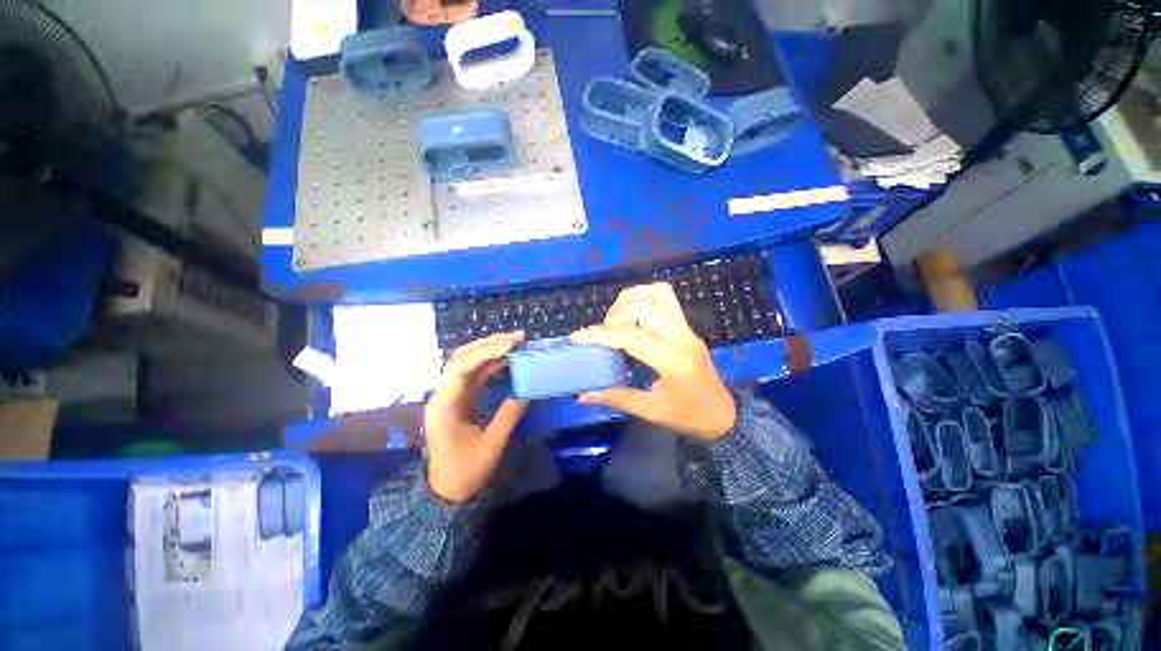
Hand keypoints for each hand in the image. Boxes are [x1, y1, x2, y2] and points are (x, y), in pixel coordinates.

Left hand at [425, 332, 527, 502]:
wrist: (446, 492)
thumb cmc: (466, 472)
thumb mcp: (492, 444)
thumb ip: (510, 414)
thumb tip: (529, 389)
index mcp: (445, 405)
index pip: (460, 368)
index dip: (486, 352)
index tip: (512, 345)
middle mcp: (444, 394)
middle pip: (461, 358)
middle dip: (489, 344)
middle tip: (517, 338)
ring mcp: (451, 395)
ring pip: (469, 363)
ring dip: (491, 351)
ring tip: (516, 343)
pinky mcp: (460, 399)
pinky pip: (476, 375)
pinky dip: (492, 364)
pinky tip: (509, 360)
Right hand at [570, 283, 736, 441]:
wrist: (723, 414)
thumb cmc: (688, 416)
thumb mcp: (650, 411)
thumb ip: (616, 398)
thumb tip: (583, 395)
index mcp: (673, 362)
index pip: (631, 337)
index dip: (600, 334)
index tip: (577, 337)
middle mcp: (682, 337)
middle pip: (645, 306)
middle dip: (615, 315)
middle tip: (604, 333)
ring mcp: (687, 328)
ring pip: (658, 293)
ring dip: (630, 299)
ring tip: (616, 319)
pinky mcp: (687, 326)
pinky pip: (665, 298)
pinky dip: (643, 297)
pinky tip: (632, 315)